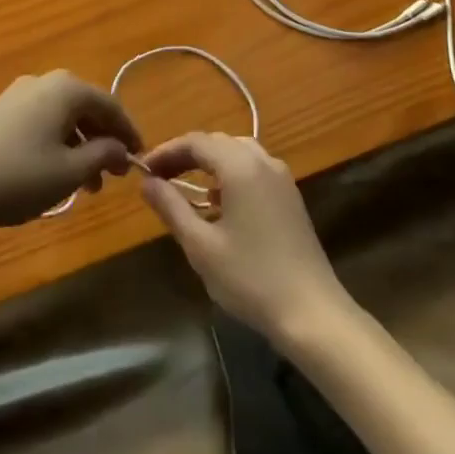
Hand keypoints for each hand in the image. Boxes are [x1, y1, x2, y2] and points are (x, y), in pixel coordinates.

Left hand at [0, 71, 140, 229]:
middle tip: (114, 175)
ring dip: (81, 146)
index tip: (140, 158)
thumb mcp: (69, 172)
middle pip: (87, 108)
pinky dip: (58, 144)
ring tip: (87, 185)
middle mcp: (45, 82)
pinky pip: (42, 122)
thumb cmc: (17, 176)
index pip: (111, 105)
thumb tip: (121, 148)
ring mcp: (19, 94)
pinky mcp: (0, 112)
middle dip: (104, 141)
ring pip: (64, 117)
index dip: (129, 132)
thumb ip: (103, 156)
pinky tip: (55, 173)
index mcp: (67, 88)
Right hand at [139, 133, 347, 340]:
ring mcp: (281, 177)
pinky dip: (229, 175)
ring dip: (208, 164)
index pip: (196, 142)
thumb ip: (172, 207)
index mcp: (241, 166)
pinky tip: (218, 204)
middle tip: (158, 178)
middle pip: (217, 143)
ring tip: (183, 187)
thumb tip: (147, 182)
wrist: (311, 311)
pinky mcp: (289, 196)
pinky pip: (253, 169)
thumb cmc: (250, 278)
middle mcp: (263, 160)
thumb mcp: (201, 246)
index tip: (143, 170)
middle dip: (186, 155)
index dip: (166, 151)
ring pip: (237, 153)